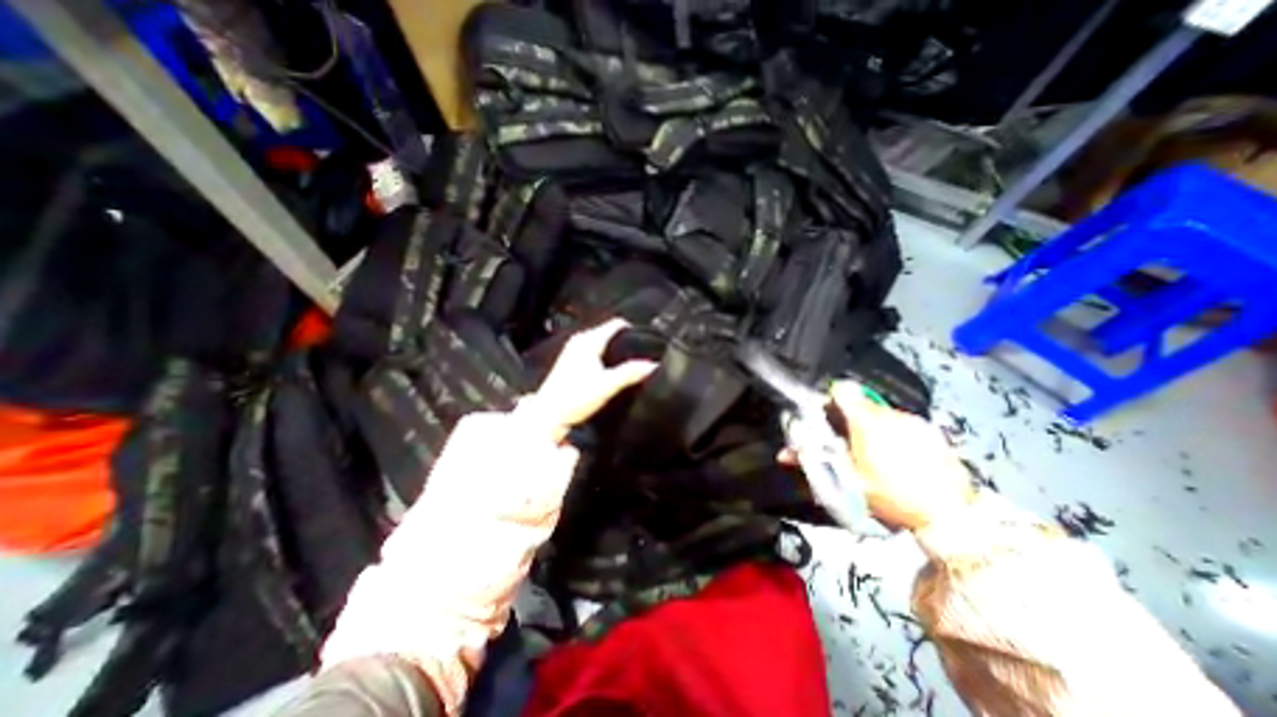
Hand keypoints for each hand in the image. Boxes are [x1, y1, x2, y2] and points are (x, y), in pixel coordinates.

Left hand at [518, 319, 657, 442]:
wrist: (548, 416)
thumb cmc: (574, 399)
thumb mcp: (607, 385)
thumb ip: (630, 373)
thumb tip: (653, 365)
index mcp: (588, 341)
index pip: (616, 324)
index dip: (633, 329)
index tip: (647, 340)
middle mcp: (579, 341)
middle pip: (609, 333)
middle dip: (624, 341)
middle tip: (641, 353)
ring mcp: (572, 351)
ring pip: (601, 343)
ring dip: (614, 350)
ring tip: (629, 362)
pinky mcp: (570, 363)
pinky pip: (594, 352)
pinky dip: (605, 357)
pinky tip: (611, 371)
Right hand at [783, 382, 975, 531]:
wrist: (951, 517)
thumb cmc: (892, 497)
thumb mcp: (848, 482)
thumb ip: (814, 463)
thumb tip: (783, 454)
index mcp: (866, 423)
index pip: (841, 391)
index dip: (829, 399)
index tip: (825, 414)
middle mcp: (890, 415)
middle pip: (860, 404)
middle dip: (848, 419)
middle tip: (846, 441)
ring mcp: (914, 422)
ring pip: (881, 414)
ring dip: (871, 426)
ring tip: (873, 452)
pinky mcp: (931, 432)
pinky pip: (902, 424)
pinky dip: (893, 433)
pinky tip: (897, 456)